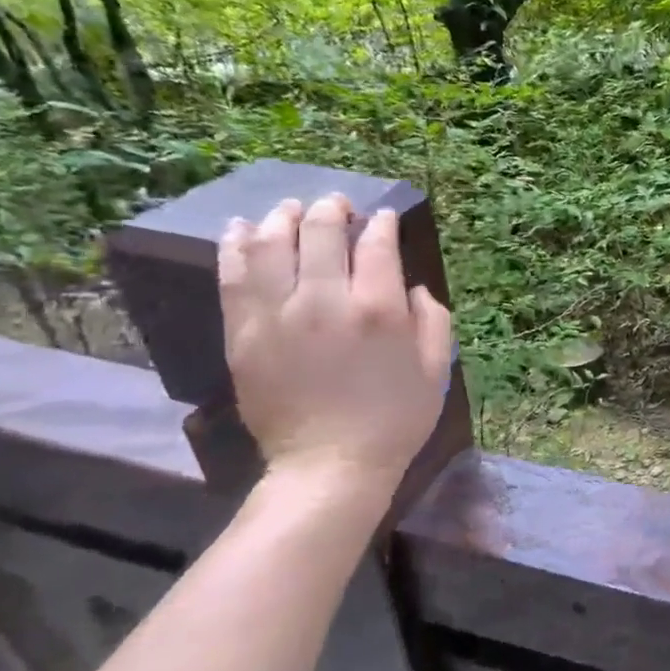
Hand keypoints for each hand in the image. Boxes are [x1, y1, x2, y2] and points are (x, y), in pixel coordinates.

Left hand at [218, 195, 454, 488]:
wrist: (329, 465)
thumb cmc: (394, 420)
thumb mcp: (436, 371)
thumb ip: (433, 321)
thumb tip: (413, 288)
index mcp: (380, 310)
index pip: (377, 244)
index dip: (380, 224)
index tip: (382, 219)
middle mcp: (327, 301)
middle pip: (322, 232)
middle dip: (333, 210)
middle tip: (337, 205)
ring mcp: (279, 314)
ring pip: (271, 243)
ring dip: (282, 218)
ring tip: (291, 209)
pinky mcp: (244, 332)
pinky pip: (233, 275)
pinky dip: (235, 244)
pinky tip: (240, 229)